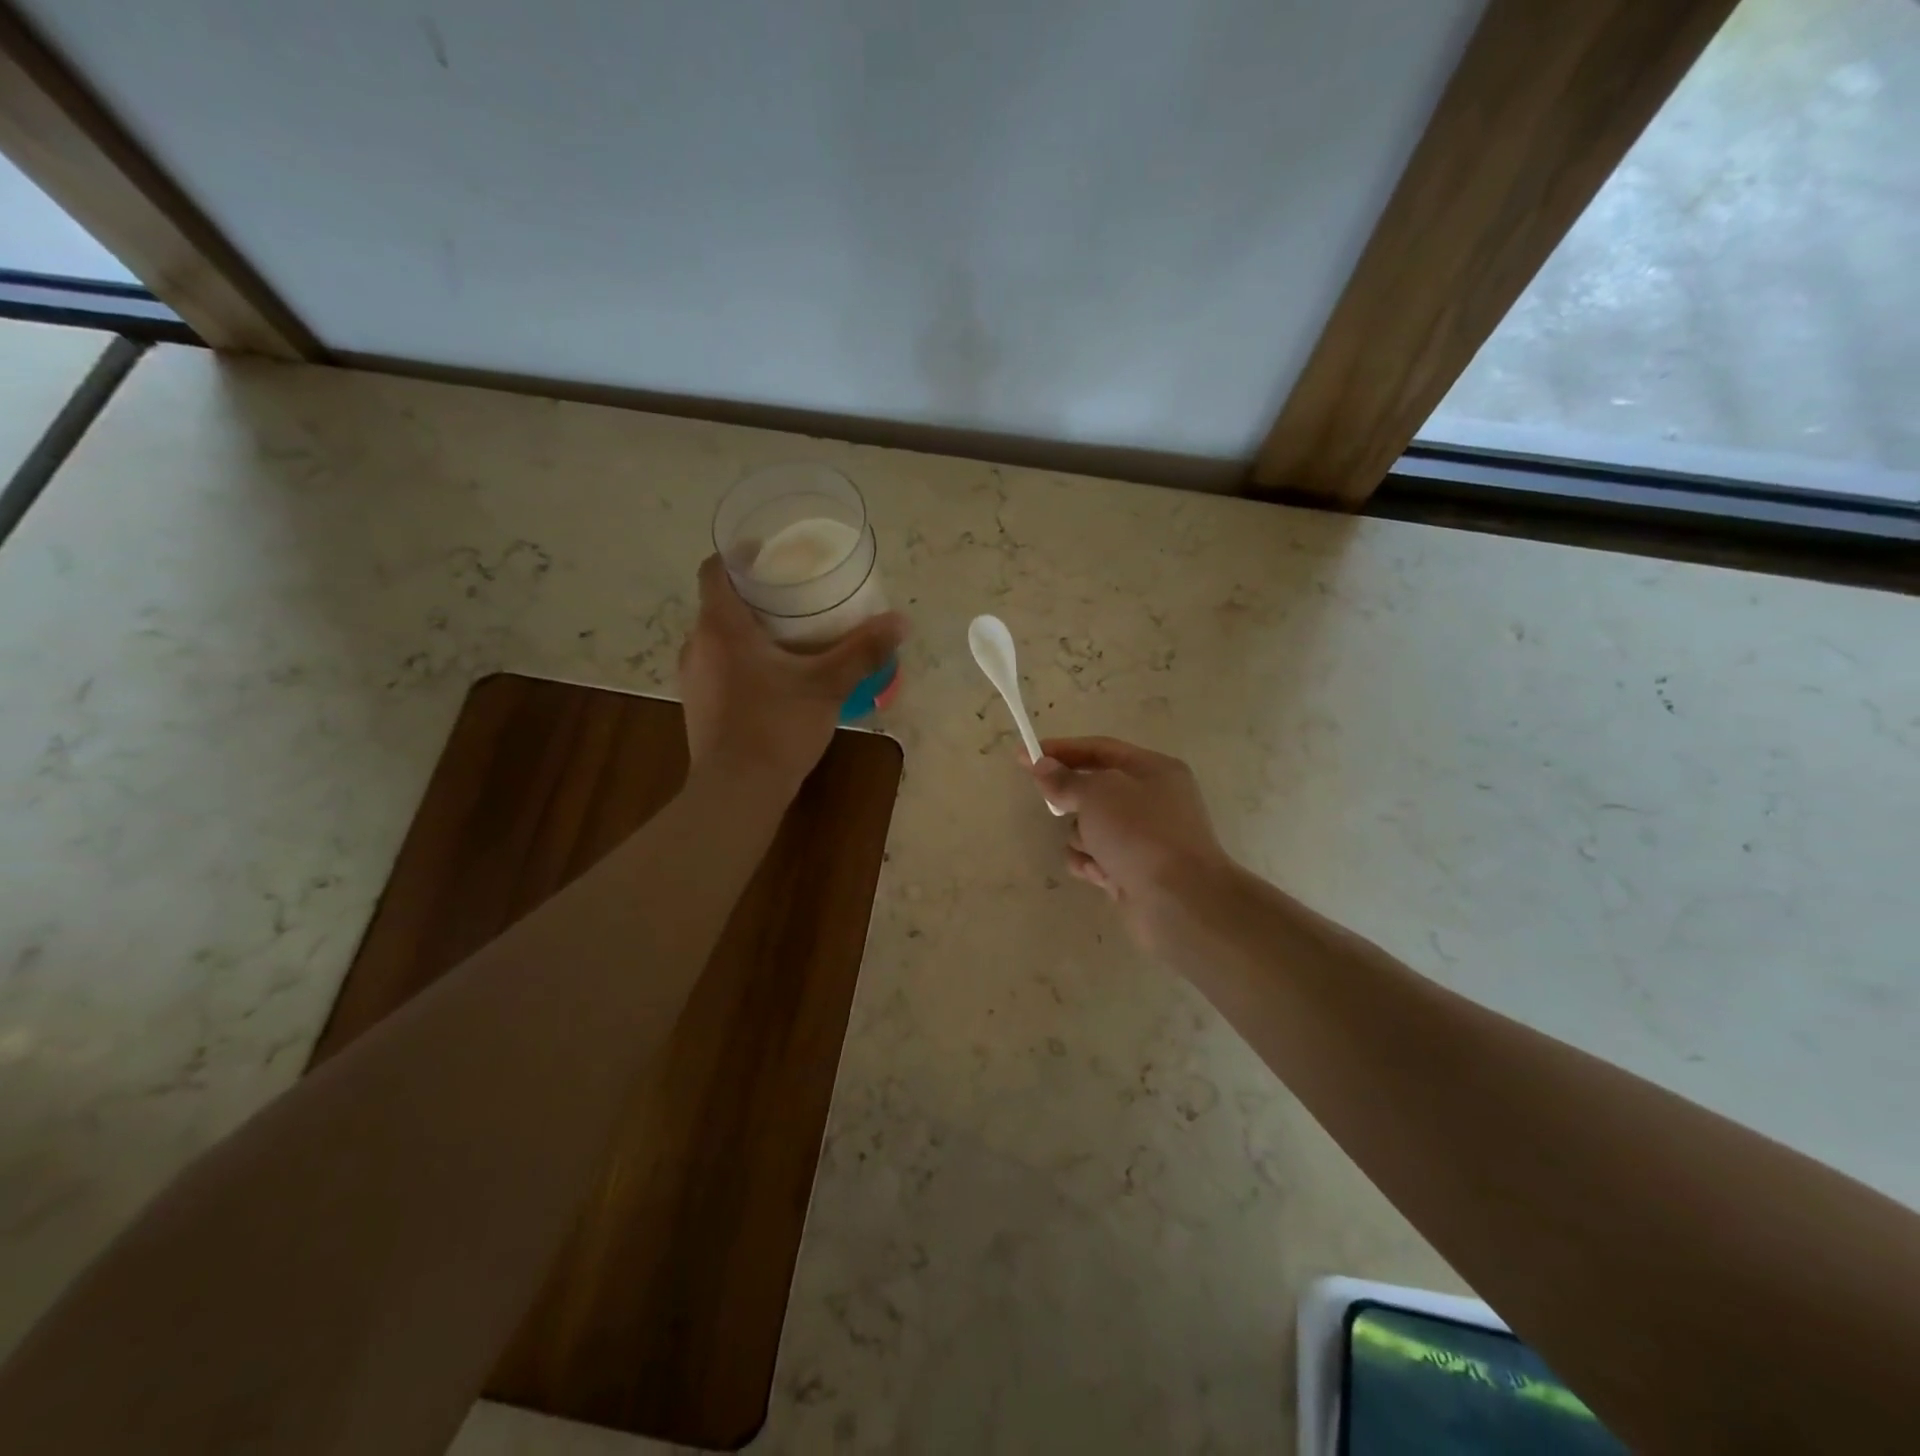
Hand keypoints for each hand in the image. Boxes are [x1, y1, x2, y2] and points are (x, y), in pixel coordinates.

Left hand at [679, 555, 904, 800]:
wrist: (737, 791)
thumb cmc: (777, 726)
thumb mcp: (827, 685)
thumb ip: (862, 651)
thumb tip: (901, 620)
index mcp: (721, 627)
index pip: (715, 570)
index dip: (738, 555)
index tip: (767, 552)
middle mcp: (697, 645)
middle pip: (719, 603)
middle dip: (752, 595)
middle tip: (792, 595)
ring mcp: (693, 678)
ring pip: (717, 638)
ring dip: (746, 630)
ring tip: (786, 634)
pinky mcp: (698, 706)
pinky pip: (718, 666)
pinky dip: (741, 659)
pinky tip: (773, 677)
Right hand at [1028, 737, 1234, 951]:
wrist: (1180, 901)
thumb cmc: (1141, 833)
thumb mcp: (1097, 794)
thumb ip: (1065, 779)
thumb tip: (1043, 766)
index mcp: (1153, 770)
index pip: (1099, 749)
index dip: (1060, 750)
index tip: (1024, 755)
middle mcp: (1152, 800)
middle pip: (1094, 790)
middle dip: (1072, 802)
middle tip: (1054, 807)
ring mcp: (1144, 838)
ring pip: (1090, 827)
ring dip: (1082, 838)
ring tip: (1094, 852)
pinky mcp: (1134, 870)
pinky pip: (1097, 858)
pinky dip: (1092, 864)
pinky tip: (1100, 875)